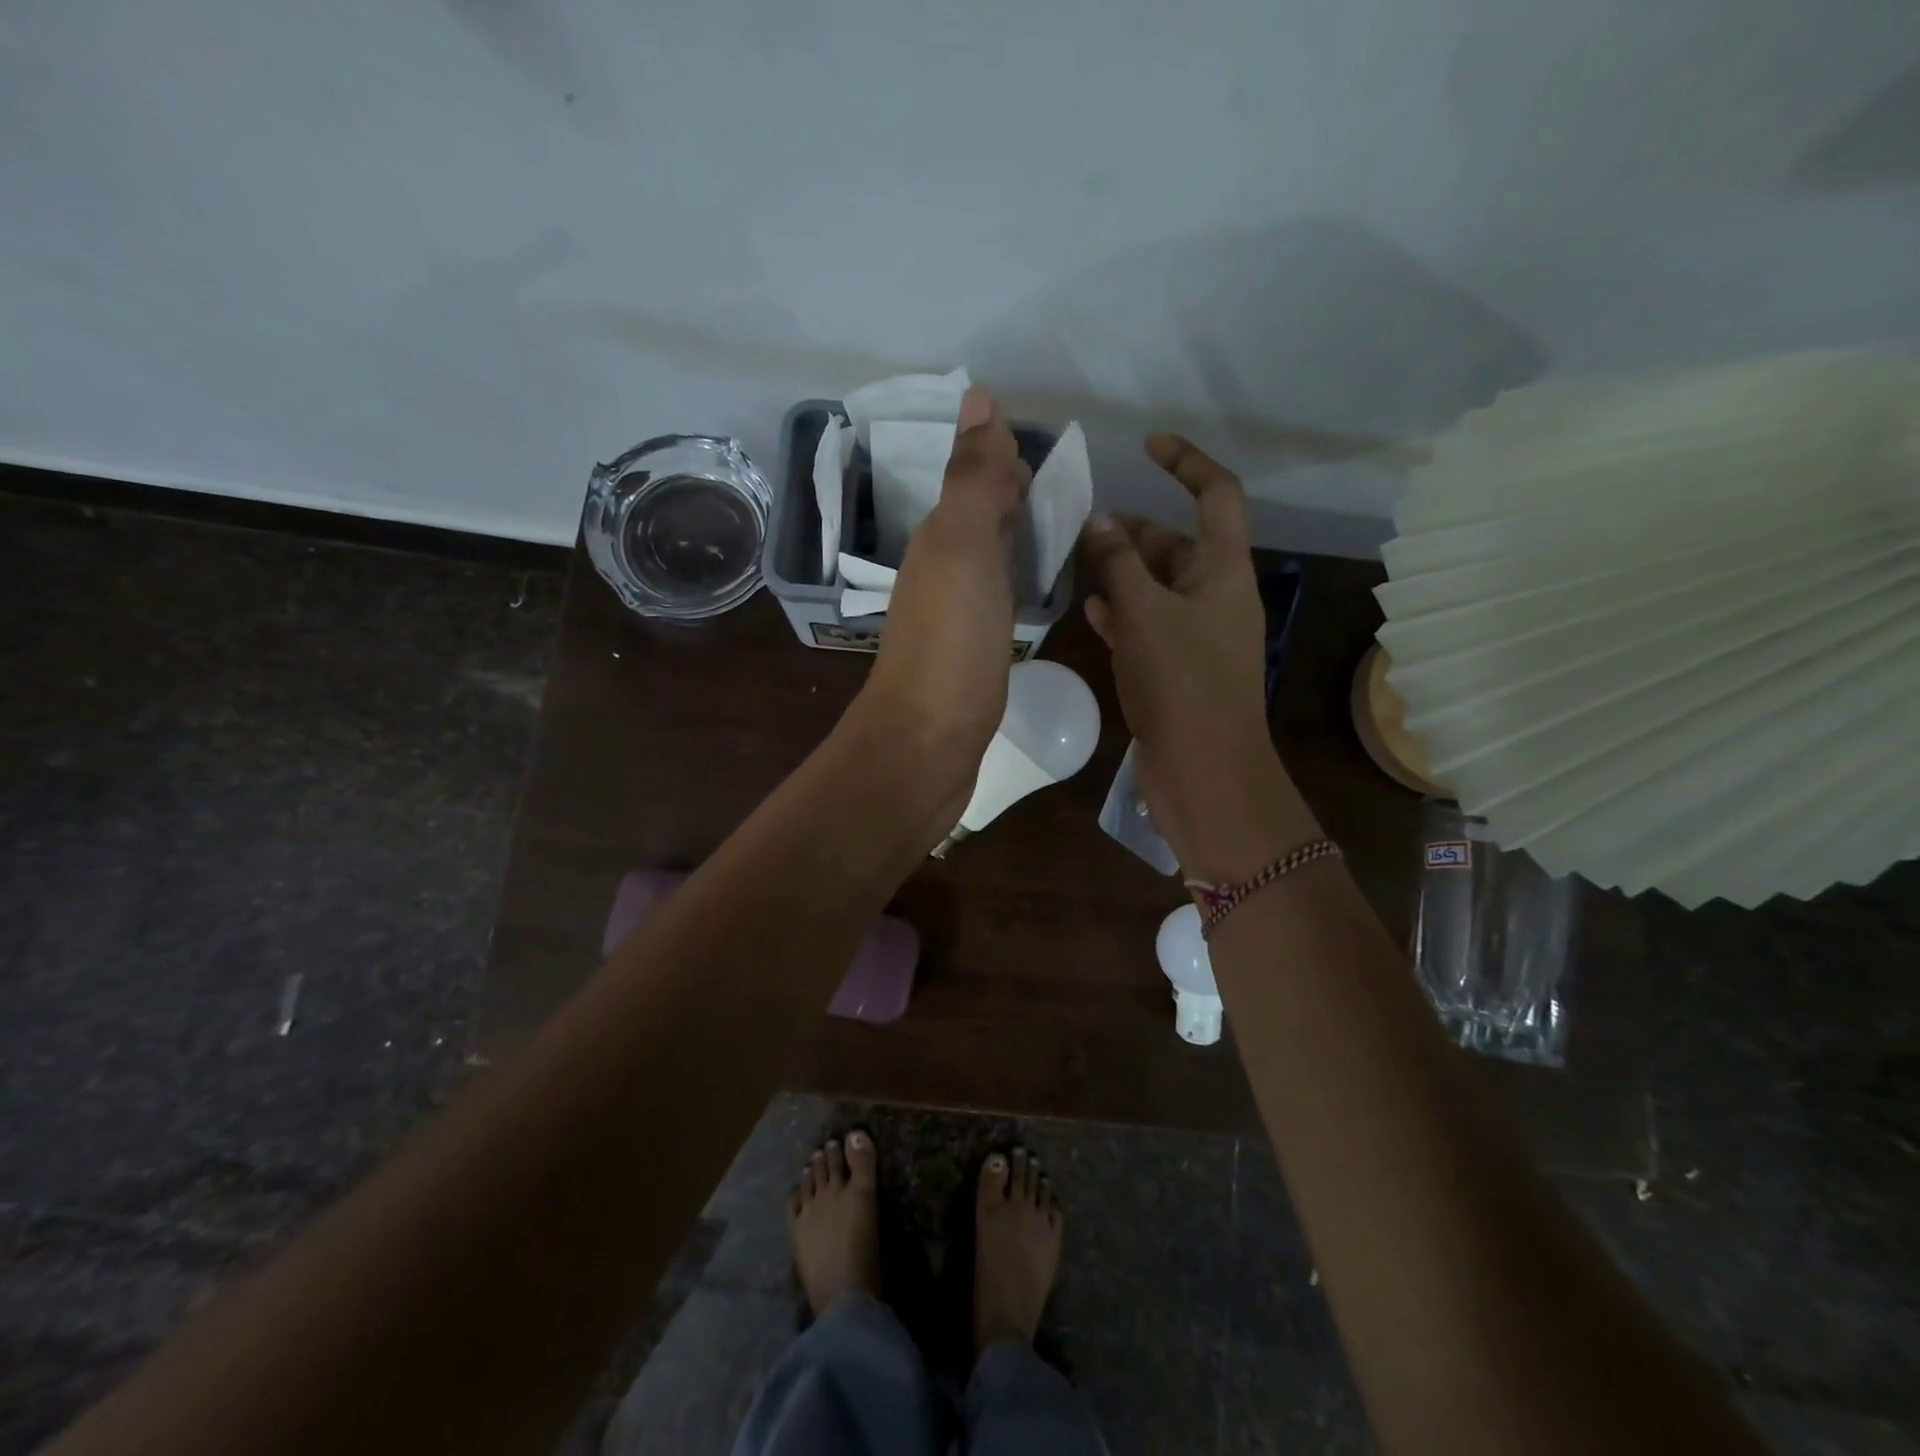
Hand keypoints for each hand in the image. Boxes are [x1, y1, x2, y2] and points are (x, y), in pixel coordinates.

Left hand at [849, 385, 1030, 830]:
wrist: (927, 743)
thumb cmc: (951, 644)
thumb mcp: (964, 549)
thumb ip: (973, 479)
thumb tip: (977, 396)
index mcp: (941, 541)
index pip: (975, 481)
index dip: (1003, 458)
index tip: (1043, 444)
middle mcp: (942, 572)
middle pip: (980, 517)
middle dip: (1012, 493)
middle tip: (1060, 483)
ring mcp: (955, 617)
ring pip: (988, 558)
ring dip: (1014, 536)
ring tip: (1058, 526)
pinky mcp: (971, 655)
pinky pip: (995, 600)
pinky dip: (1014, 581)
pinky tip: (1030, 589)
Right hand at [1080, 436, 1309, 879]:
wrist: (1202, 767)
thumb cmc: (1181, 681)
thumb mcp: (1145, 613)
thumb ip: (1119, 564)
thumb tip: (1100, 520)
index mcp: (1223, 571)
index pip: (1216, 495)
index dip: (1186, 463)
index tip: (1148, 445)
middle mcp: (1214, 596)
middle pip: (1176, 545)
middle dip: (1135, 531)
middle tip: (1084, 527)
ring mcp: (1196, 634)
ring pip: (1157, 587)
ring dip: (1122, 573)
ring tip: (1077, 562)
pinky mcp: (1176, 667)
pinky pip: (1148, 625)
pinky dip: (1123, 613)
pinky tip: (1091, 609)